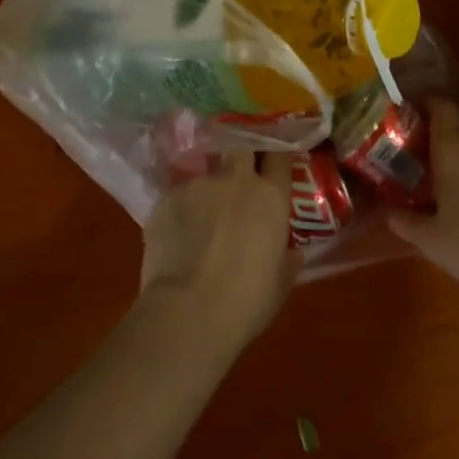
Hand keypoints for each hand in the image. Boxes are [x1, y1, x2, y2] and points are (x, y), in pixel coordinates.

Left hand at [140, 150, 297, 349]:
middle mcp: (236, 181)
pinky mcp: (166, 199)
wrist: (188, 312)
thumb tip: (293, 252)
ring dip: (208, 187)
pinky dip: (181, 209)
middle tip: (239, 174)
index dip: (277, 155)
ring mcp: (198, 186)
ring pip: (206, 172)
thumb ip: (287, 259)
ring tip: (201, 213)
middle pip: (241, 147)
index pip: (280, 156)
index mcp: (270, 197)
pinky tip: (177, 232)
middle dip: (242, 155)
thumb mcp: (280, 282)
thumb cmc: (246, 301)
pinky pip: (178, 196)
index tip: (275, 160)